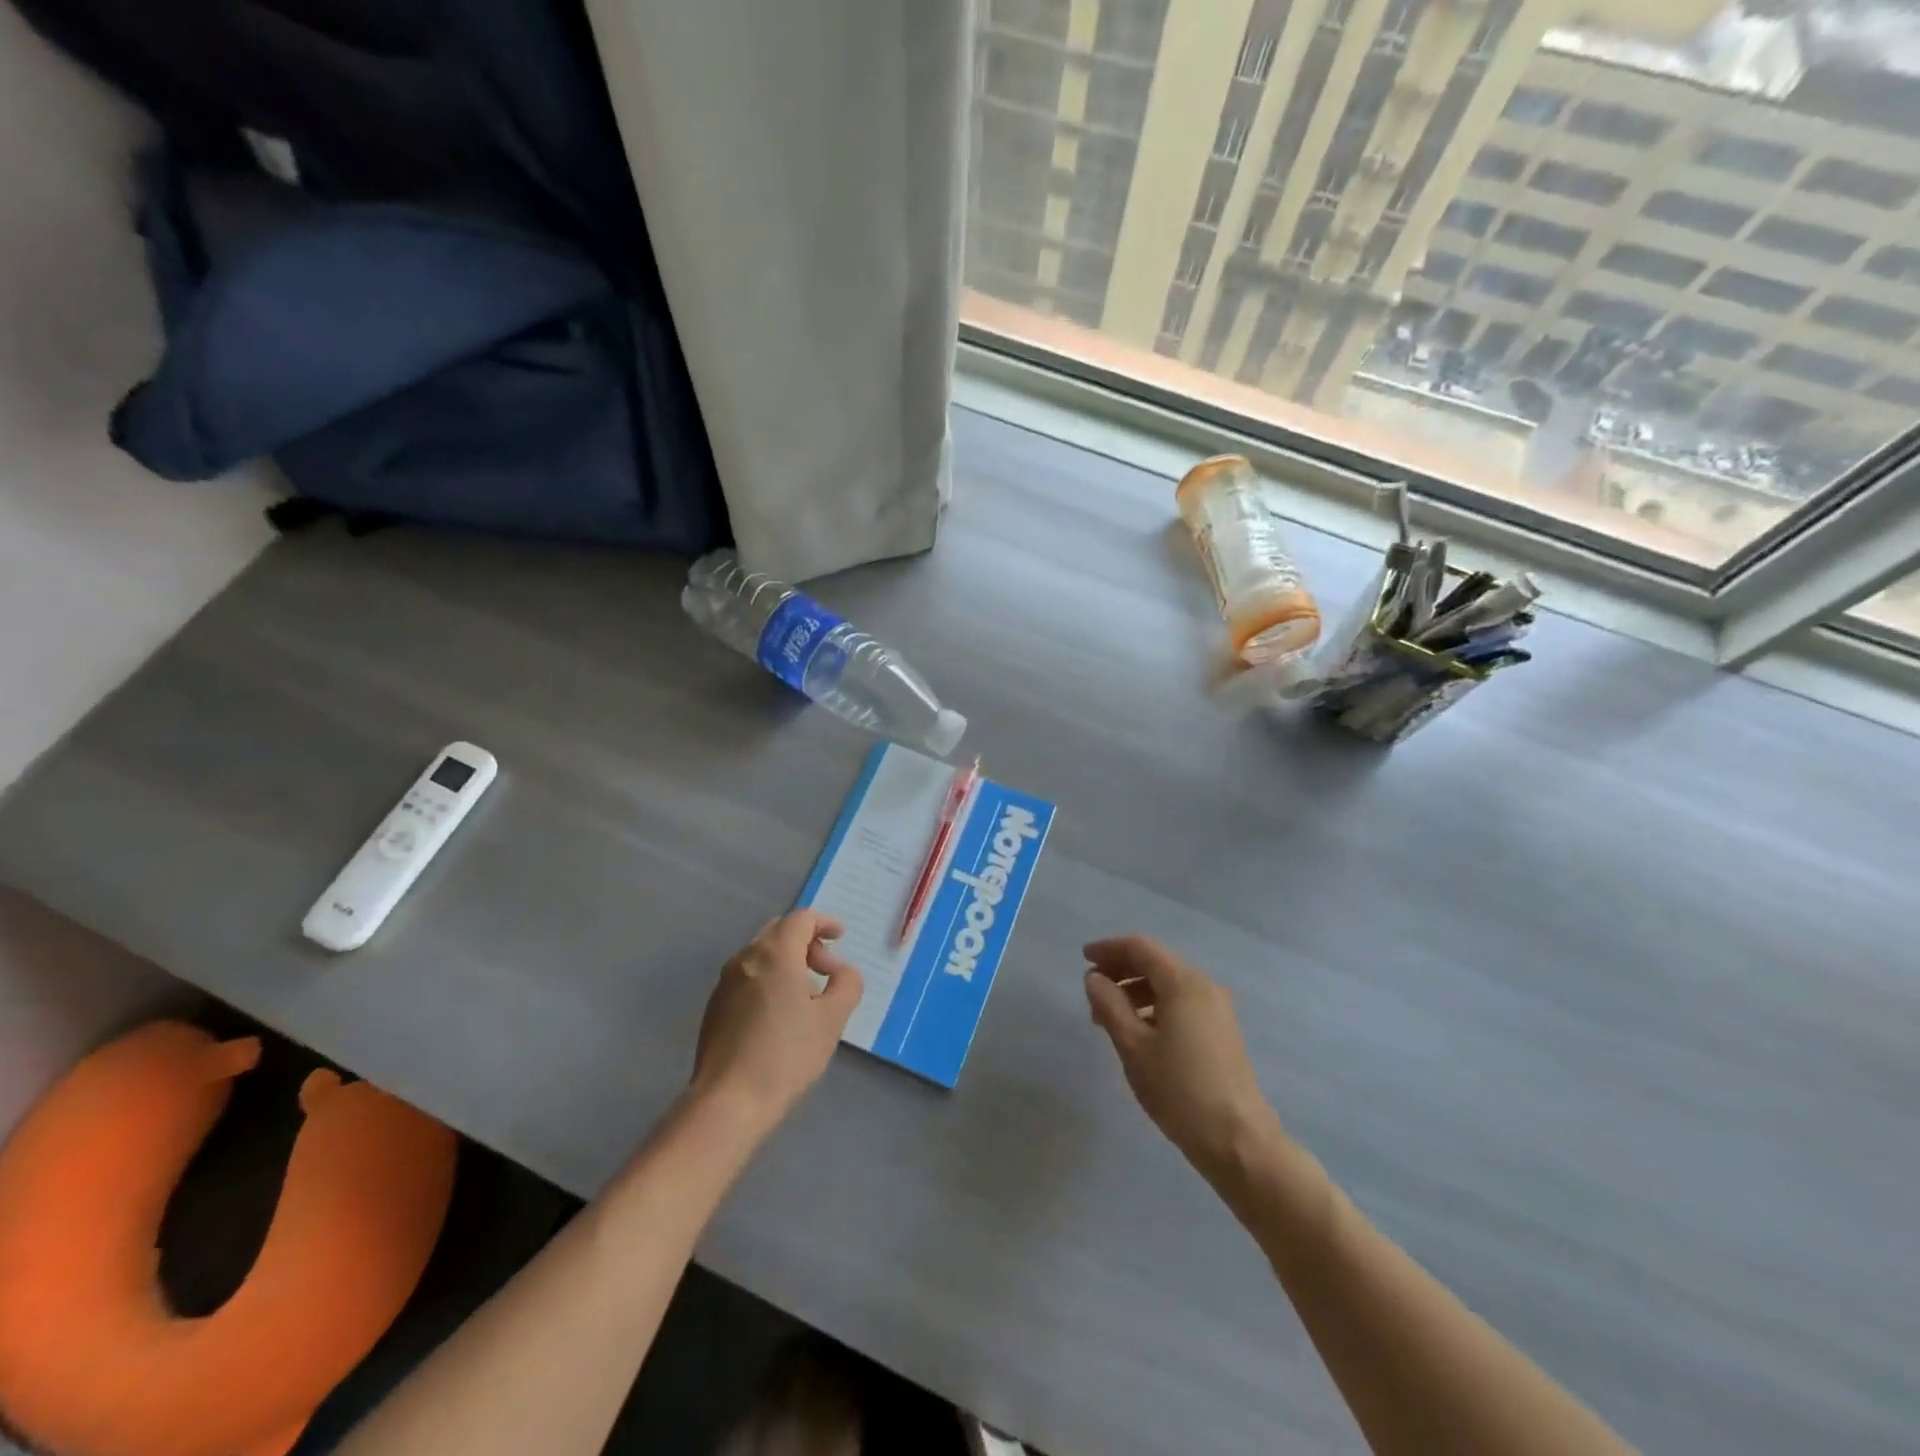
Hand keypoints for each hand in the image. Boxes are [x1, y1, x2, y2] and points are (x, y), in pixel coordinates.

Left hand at [690, 910, 862, 1132]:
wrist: (728, 1102)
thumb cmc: (786, 1055)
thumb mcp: (832, 1019)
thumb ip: (847, 984)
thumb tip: (842, 971)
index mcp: (775, 953)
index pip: (801, 919)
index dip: (824, 922)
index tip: (841, 937)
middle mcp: (746, 958)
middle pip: (779, 932)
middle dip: (806, 942)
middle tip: (827, 968)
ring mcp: (725, 982)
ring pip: (761, 954)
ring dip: (787, 961)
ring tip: (807, 994)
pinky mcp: (715, 1007)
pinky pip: (747, 977)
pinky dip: (769, 978)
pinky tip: (780, 1013)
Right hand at [1083, 936, 1282, 1184]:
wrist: (1238, 1141)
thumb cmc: (1179, 1090)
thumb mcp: (1133, 1046)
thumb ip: (1109, 1005)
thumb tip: (1094, 978)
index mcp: (1183, 982)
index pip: (1140, 948)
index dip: (1109, 949)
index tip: (1083, 959)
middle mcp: (1203, 985)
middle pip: (1156, 962)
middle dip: (1121, 970)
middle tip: (1092, 990)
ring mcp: (1217, 1008)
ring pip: (1168, 984)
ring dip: (1136, 990)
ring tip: (1108, 1017)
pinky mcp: (1221, 1030)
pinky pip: (1181, 1002)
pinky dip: (1154, 1006)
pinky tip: (1138, 1031)